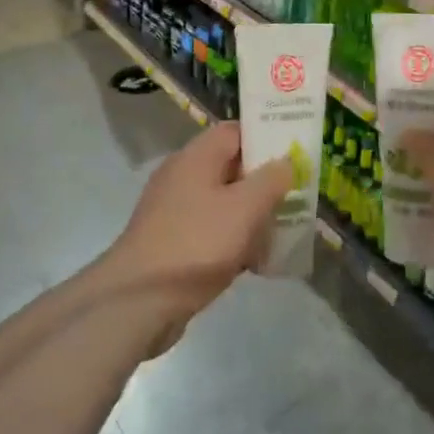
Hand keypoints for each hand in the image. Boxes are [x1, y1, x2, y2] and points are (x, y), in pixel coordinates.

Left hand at [105, 122, 293, 329]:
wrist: (139, 301)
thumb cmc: (196, 243)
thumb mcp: (245, 208)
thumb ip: (271, 180)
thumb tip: (285, 161)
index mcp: (196, 157)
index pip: (236, 132)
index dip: (266, 139)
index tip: (294, 155)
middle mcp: (182, 176)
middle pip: (231, 168)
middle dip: (263, 183)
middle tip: (295, 198)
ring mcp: (173, 210)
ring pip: (222, 202)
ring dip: (250, 216)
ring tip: (280, 234)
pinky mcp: (171, 241)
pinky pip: (210, 230)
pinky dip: (232, 240)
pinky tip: (253, 263)